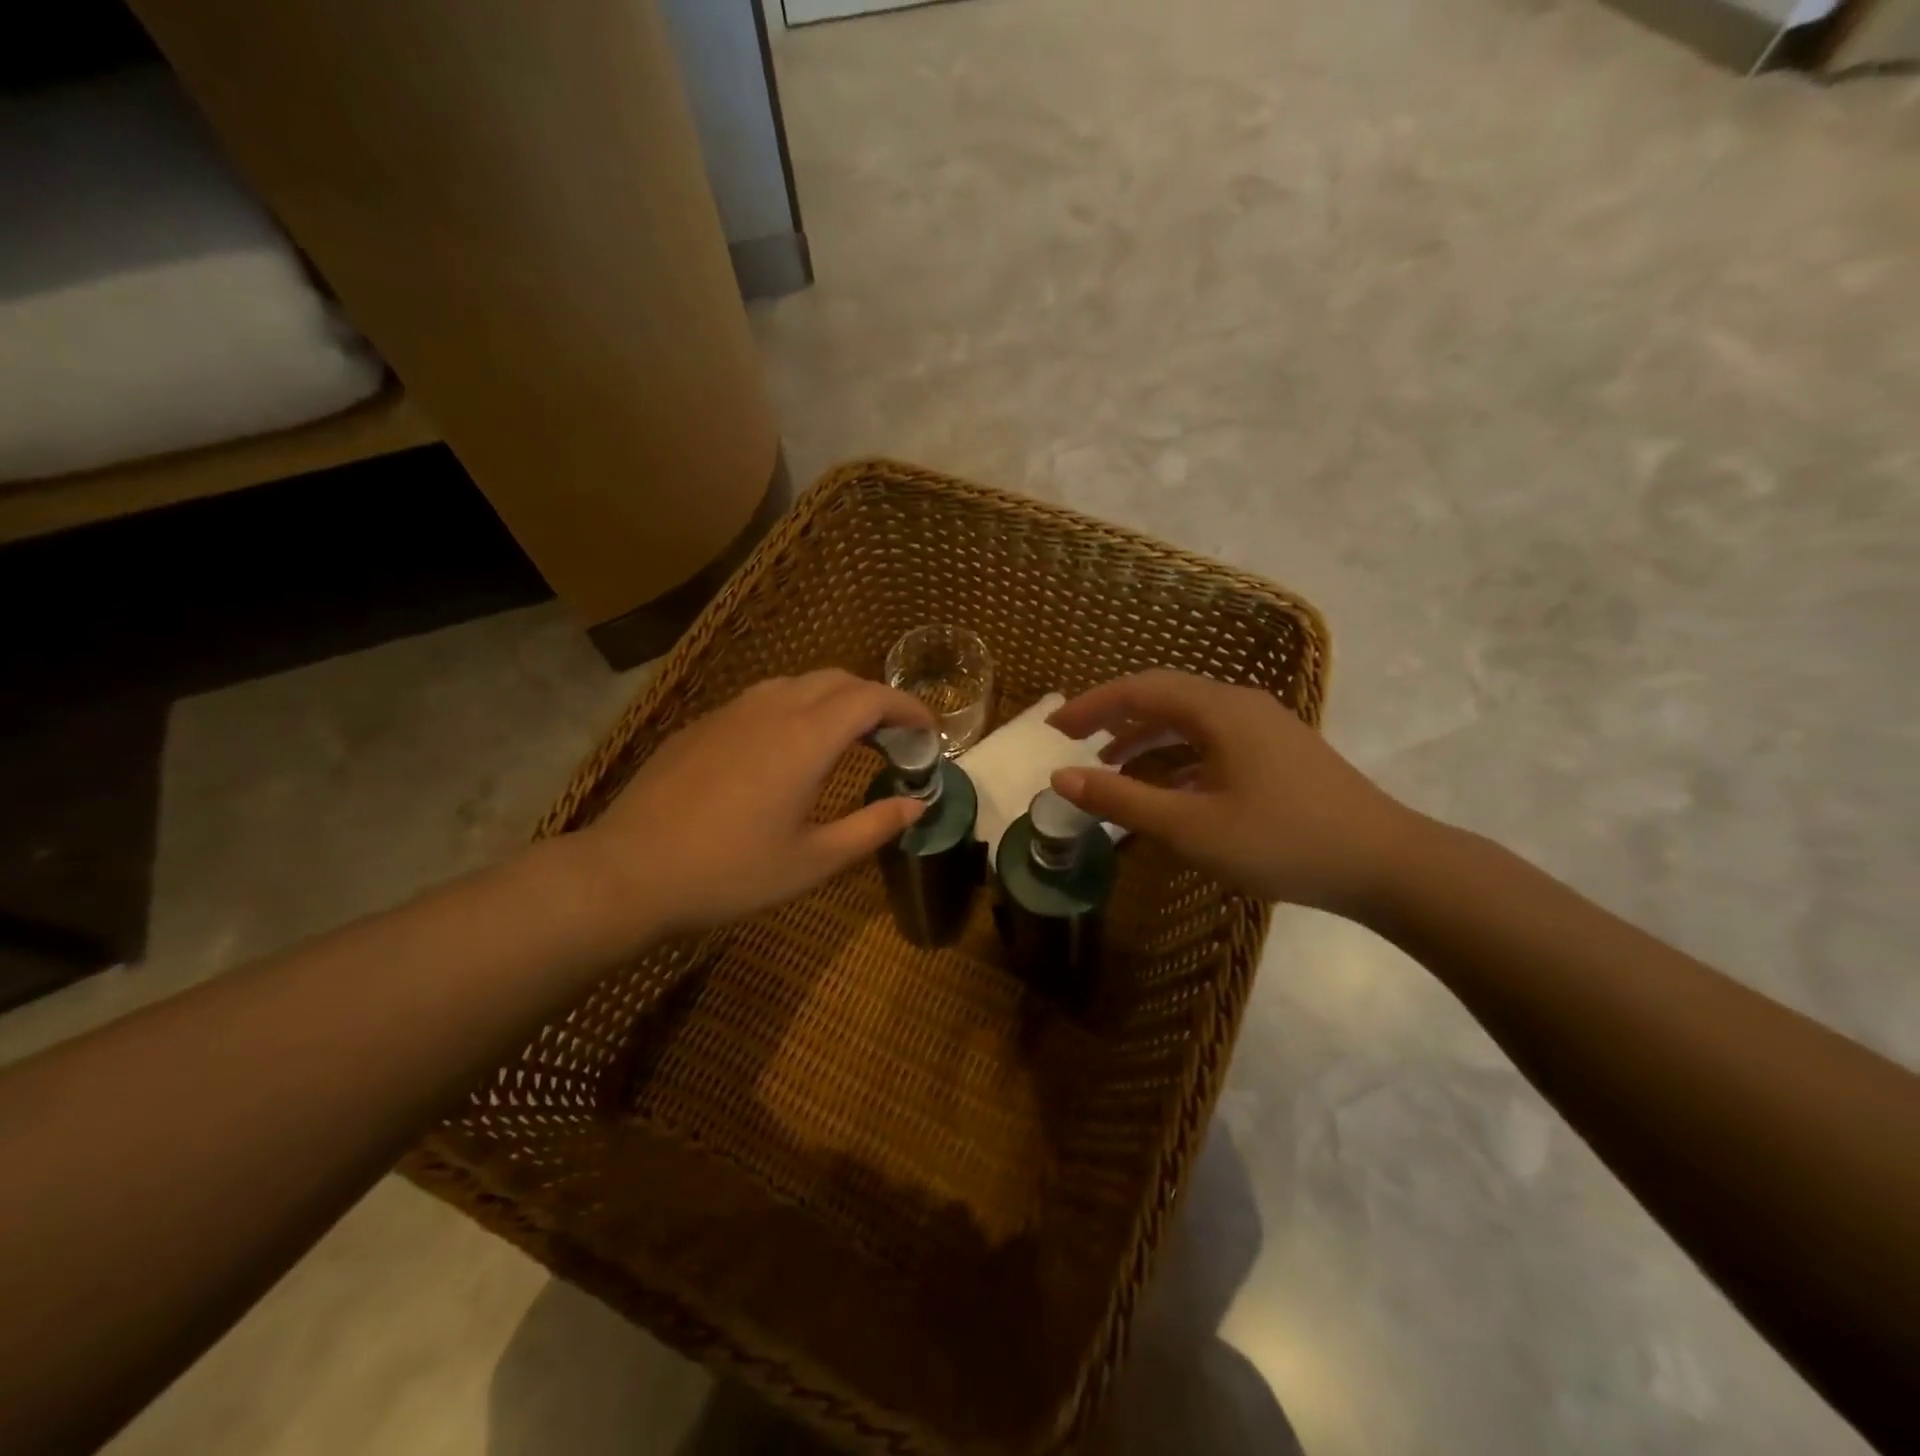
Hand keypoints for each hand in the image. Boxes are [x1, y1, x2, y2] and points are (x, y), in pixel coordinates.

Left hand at [576, 670, 935, 936]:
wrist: (629, 872)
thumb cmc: (731, 873)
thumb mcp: (814, 861)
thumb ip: (874, 827)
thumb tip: (918, 804)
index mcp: (807, 738)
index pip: (872, 698)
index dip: (909, 708)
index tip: (929, 732)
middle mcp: (773, 709)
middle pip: (839, 680)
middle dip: (876, 700)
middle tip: (895, 739)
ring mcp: (732, 711)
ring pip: (798, 683)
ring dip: (835, 700)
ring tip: (848, 737)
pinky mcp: (703, 724)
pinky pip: (763, 698)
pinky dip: (796, 708)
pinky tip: (788, 748)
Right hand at [1047, 670, 1423, 914]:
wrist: (1386, 863)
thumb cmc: (1282, 841)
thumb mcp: (1191, 826)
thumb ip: (1122, 800)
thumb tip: (1061, 778)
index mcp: (1219, 710)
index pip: (1139, 690)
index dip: (1091, 705)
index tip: (1053, 729)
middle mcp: (1240, 705)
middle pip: (1163, 697)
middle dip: (1113, 717)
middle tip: (1073, 741)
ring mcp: (1264, 728)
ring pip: (1188, 720)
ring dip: (1144, 738)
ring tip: (1109, 767)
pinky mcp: (1277, 753)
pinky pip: (1211, 741)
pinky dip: (1176, 757)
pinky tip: (1165, 789)